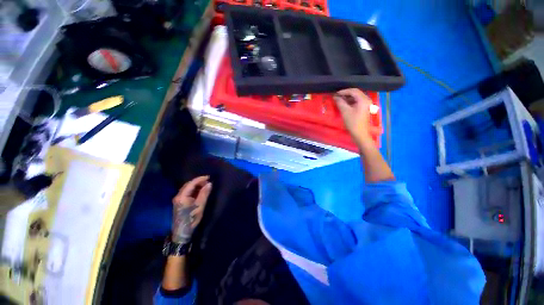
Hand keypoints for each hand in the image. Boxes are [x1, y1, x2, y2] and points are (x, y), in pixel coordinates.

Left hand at [171, 176, 211, 243]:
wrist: (182, 232)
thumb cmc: (192, 218)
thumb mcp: (200, 205)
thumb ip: (204, 193)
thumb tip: (209, 183)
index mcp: (182, 196)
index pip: (191, 183)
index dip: (200, 179)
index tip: (209, 177)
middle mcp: (178, 196)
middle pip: (188, 185)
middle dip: (198, 182)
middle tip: (208, 182)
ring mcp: (178, 199)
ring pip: (188, 188)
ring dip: (196, 186)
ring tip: (205, 186)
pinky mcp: (179, 202)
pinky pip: (187, 192)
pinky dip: (194, 190)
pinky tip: (200, 192)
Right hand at [334, 89, 372, 144]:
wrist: (360, 133)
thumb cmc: (352, 122)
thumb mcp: (345, 111)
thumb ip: (340, 102)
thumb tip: (335, 97)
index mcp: (363, 100)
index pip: (353, 91)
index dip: (344, 91)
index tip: (336, 94)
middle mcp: (366, 100)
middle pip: (356, 93)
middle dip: (346, 94)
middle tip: (337, 96)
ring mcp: (366, 104)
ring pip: (356, 97)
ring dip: (348, 97)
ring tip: (339, 100)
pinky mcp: (364, 108)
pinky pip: (357, 101)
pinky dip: (351, 101)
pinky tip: (345, 104)